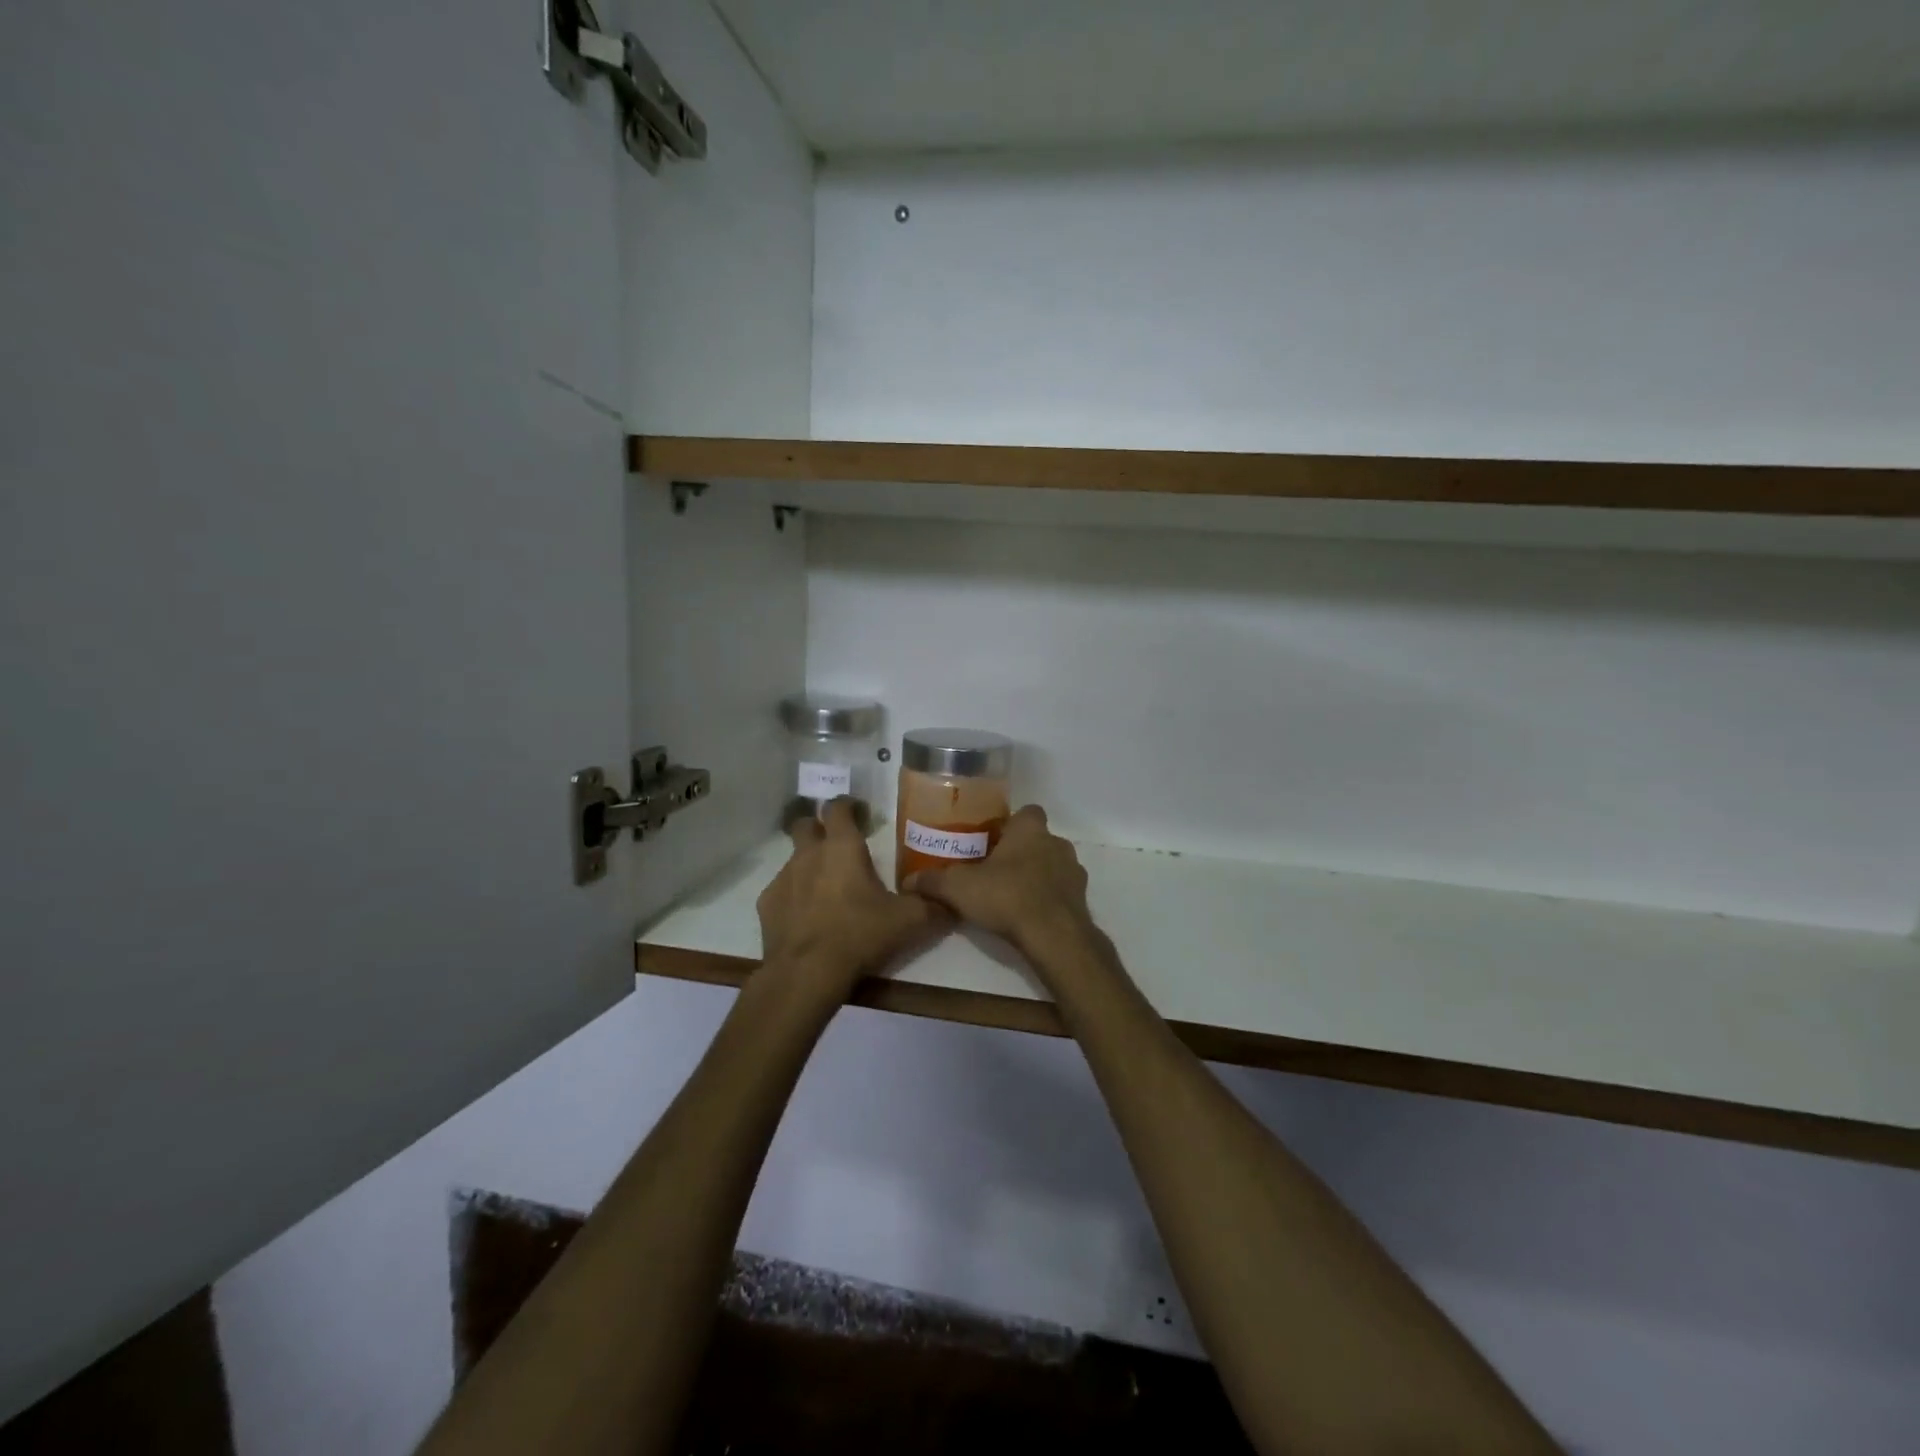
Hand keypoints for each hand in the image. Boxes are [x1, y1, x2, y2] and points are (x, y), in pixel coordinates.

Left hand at [756, 797, 949, 1004]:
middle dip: (819, 828)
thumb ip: (933, 907)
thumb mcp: (908, 922)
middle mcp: (808, 853)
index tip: (860, 814)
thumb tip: (953, 903)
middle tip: (838, 847)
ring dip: (808, 866)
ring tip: (826, 890)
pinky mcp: (766, 905)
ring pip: (794, 858)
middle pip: (806, 824)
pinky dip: (793, 897)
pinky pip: (781, 890)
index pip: (838, 806)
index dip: (848, 805)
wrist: (806, 973)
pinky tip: (807, 919)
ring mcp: (783, 877)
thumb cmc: (859, 935)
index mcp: (842, 846)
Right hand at [903, 805, 1094, 959]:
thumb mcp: (959, 888)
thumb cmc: (1007, 896)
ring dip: (1038, 876)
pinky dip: (1049, 900)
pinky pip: (1062, 892)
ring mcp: (1074, 872)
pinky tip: (1030, 916)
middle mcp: (1056, 843)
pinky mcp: (1082, 900)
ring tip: (1012, 896)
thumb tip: (907, 881)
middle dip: (1021, 852)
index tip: (994, 840)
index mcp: (1030, 829)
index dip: (1012, 824)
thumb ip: (933, 881)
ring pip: (1053, 866)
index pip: (1027, 812)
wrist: (1053, 935)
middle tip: (996, 871)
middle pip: (1039, 840)